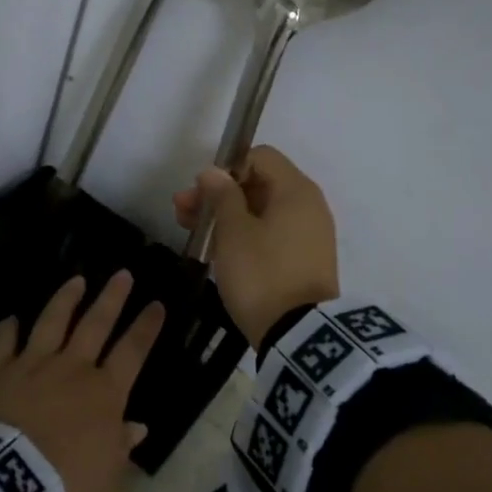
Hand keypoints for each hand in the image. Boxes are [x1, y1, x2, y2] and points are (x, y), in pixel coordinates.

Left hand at [0, 271, 163, 491]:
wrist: (11, 483)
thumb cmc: (69, 484)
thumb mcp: (107, 473)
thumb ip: (121, 445)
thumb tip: (136, 427)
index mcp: (105, 392)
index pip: (133, 351)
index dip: (146, 327)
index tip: (157, 304)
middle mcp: (72, 368)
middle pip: (95, 324)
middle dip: (112, 298)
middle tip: (122, 273)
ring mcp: (33, 364)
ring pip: (52, 322)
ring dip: (65, 299)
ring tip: (75, 280)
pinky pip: (4, 344)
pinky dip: (7, 331)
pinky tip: (10, 320)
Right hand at [172, 145, 338, 346]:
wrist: (298, 335)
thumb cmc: (262, 273)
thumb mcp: (233, 232)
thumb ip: (221, 196)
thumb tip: (213, 172)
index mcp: (296, 190)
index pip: (260, 157)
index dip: (226, 168)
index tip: (203, 193)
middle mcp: (308, 206)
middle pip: (258, 184)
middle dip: (218, 194)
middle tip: (182, 212)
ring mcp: (308, 235)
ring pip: (261, 211)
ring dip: (225, 216)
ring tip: (191, 231)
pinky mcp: (303, 260)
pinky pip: (270, 234)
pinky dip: (244, 235)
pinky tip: (217, 250)